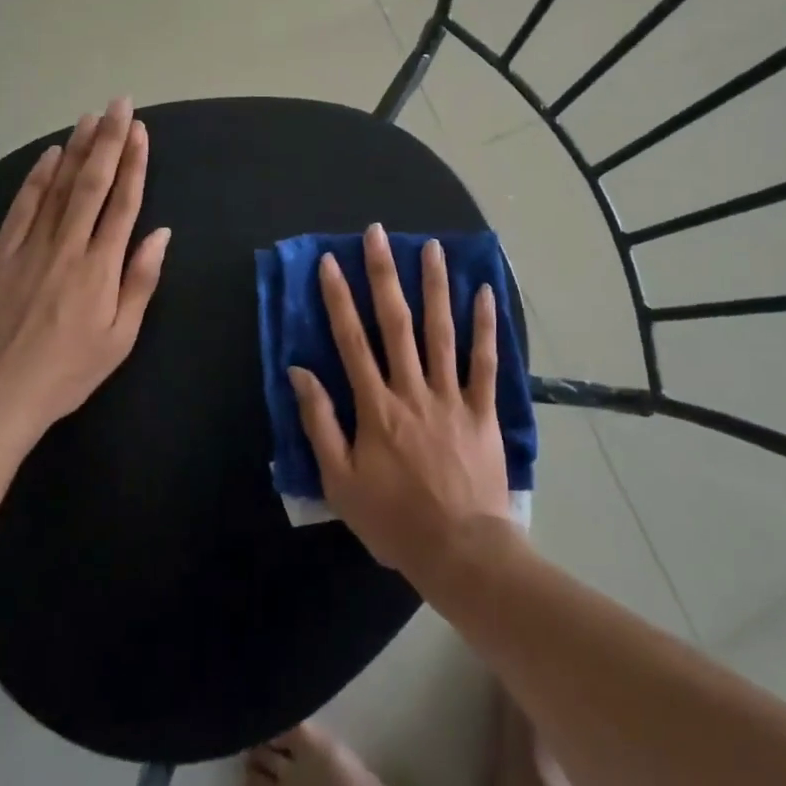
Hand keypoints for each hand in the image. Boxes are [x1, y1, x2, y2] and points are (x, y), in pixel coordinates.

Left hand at [0, 98, 171, 438]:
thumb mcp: (120, 338)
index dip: (133, 163)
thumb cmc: (67, 371)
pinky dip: (37, 177)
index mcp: (101, 267)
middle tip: (119, 105)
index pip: (123, 202)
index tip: (140, 130)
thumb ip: (141, 282)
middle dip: (108, 140)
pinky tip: (50, 154)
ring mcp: (29, 247)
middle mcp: (68, 246)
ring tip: (90, 117)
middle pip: (92, 183)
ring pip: (58, 186)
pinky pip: (22, 206)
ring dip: (76, 148)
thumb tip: (161, 233)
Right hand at [289, 224, 510, 579]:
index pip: (351, 340)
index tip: (330, 261)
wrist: (460, 552)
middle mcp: (412, 389)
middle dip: (384, 274)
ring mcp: (451, 395)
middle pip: (396, 322)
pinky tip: (485, 291)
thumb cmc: (394, 521)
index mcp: (375, 406)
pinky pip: (486, 361)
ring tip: (431, 246)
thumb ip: (320, 423)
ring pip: (441, 331)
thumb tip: (299, 372)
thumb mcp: (340, 481)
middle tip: (379, 234)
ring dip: (435, 286)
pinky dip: (485, 326)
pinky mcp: (483, 409)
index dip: (338, 297)